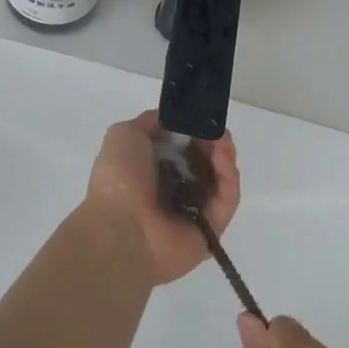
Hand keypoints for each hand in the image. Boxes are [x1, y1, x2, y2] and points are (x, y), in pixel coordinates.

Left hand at [85, 111, 239, 285]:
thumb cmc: (119, 179)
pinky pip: (227, 199)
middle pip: (204, 161)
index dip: (193, 130)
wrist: (120, 230)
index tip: (202, 118)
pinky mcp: (211, 230)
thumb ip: (151, 122)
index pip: (182, 148)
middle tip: (218, 129)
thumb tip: (174, 119)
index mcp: (152, 171)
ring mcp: (194, 211)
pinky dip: (229, 176)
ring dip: (224, 155)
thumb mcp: (125, 134)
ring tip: (223, 140)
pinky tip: (223, 156)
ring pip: (219, 179)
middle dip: (212, 141)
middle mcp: (173, 191)